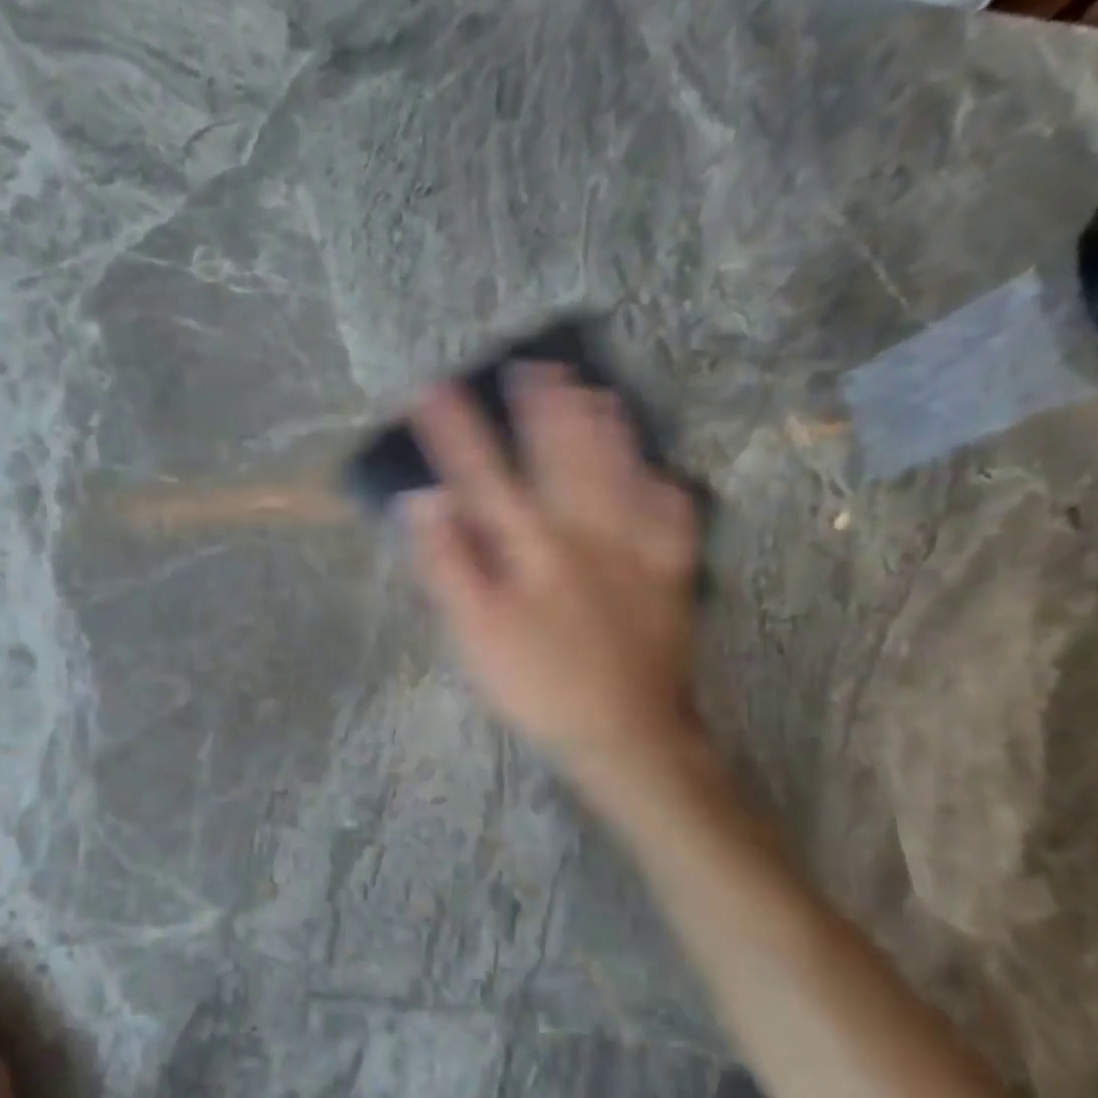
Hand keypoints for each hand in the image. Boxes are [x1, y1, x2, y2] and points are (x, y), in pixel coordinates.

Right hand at [405, 364, 704, 780]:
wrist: (624, 732)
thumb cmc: (539, 685)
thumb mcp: (476, 633)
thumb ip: (449, 564)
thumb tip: (424, 502)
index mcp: (533, 546)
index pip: (484, 475)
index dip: (455, 432)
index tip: (432, 389)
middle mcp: (587, 532)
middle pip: (563, 456)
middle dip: (544, 408)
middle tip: (535, 365)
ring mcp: (636, 549)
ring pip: (621, 473)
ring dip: (606, 428)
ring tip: (596, 390)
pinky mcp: (670, 574)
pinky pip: (673, 517)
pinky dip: (666, 488)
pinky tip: (663, 471)